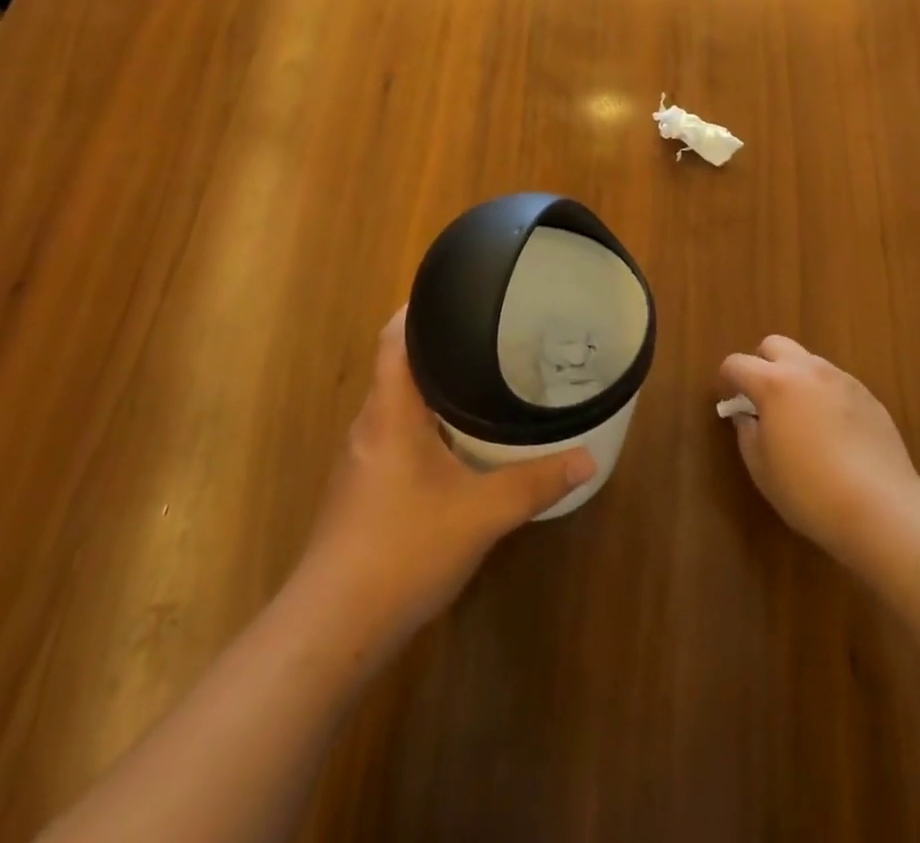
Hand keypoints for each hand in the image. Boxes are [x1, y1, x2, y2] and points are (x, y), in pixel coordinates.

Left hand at [294, 308, 596, 653]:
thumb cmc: (403, 549)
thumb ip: (534, 483)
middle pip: (396, 367)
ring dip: (430, 388)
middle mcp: (369, 425)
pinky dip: (423, 424)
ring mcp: (359, 460)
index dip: (417, 308)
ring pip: (395, 405)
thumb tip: (588, 458)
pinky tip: (453, 444)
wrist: (332, 628)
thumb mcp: (481, 514)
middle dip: (436, 347)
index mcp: (390, 411)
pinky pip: (393, 436)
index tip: (453, 292)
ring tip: (477, 380)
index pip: (394, 338)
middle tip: (485, 335)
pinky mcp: (359, 490)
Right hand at [720, 335, 919, 571]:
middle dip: (762, 364)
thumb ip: (747, 433)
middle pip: (774, 345)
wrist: (882, 508)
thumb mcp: (762, 469)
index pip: (737, 364)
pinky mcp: (868, 397)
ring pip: (808, 362)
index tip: (730, 401)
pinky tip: (832, 432)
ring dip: (795, 378)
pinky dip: (824, 395)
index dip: (727, 379)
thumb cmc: (810, 491)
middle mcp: (807, 370)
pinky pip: (836, 383)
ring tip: (800, 417)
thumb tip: (747, 417)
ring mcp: (842, 380)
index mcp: (774, 383)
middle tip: (763, 399)